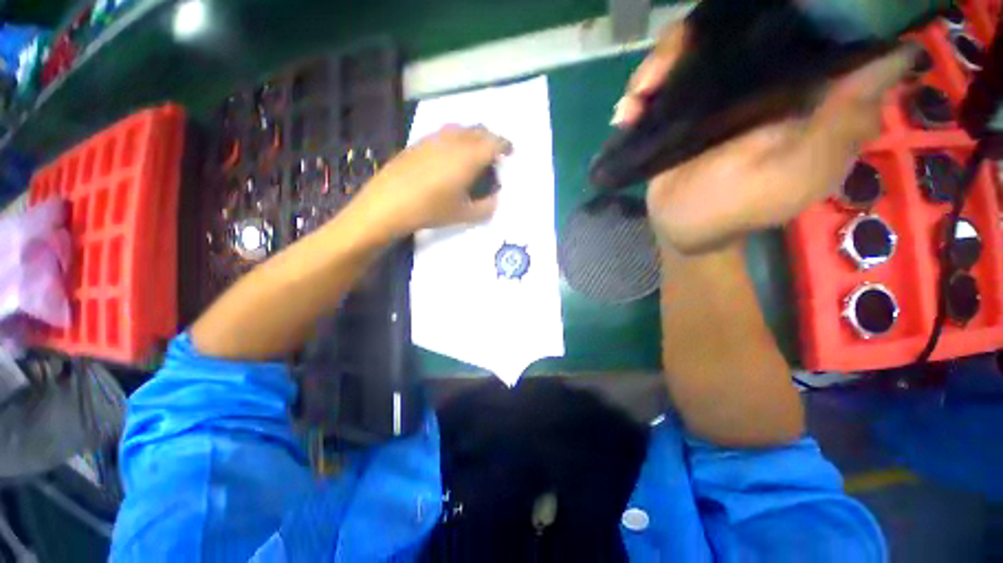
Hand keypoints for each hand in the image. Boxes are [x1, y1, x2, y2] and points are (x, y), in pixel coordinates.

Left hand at [353, 125, 511, 238]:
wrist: (388, 203)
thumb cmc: (431, 209)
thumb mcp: (464, 215)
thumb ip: (486, 207)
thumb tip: (495, 199)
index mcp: (469, 157)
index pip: (494, 143)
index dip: (505, 145)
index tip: (510, 151)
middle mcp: (454, 141)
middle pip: (479, 130)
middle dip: (491, 138)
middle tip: (494, 152)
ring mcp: (434, 138)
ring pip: (461, 128)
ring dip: (473, 136)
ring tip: (474, 152)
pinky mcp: (419, 142)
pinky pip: (444, 133)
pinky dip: (456, 139)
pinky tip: (450, 155)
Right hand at [614, 24, 917, 253]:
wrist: (680, 227)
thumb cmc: (734, 208)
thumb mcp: (794, 174)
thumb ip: (842, 121)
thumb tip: (899, 52)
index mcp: (807, 88)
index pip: (813, 22)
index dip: (795, 3)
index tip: (769, 2)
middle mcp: (768, 76)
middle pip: (741, 22)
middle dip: (696, 36)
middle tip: (660, 72)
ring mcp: (721, 87)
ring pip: (694, 45)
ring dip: (658, 65)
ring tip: (636, 100)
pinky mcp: (685, 103)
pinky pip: (665, 76)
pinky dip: (642, 88)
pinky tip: (626, 113)